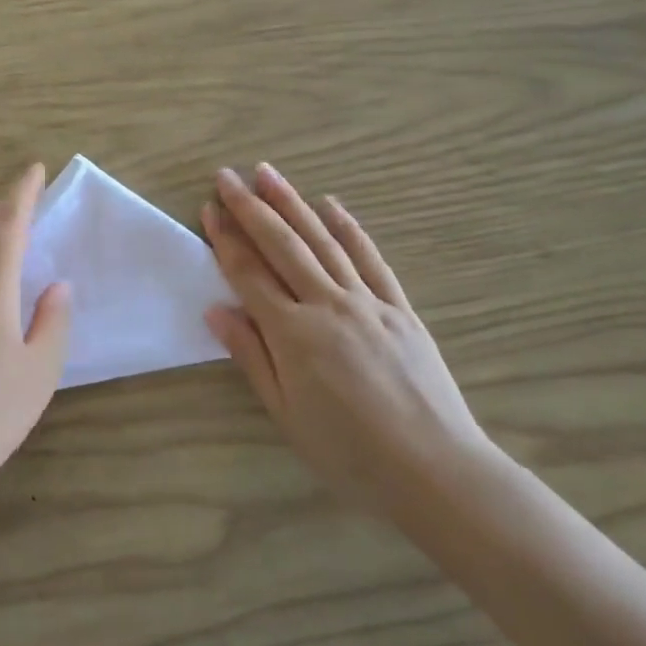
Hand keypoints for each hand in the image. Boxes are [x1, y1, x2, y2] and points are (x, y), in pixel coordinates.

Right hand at [201, 164, 491, 512]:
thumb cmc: (349, 453)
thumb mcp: (286, 413)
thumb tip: (216, 309)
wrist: (437, 472)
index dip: (226, 239)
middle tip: (227, 176)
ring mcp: (368, 302)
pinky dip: (349, 229)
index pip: (249, 274)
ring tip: (268, 174)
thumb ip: (251, 356)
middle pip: (282, 246)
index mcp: (294, 334)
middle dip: (251, 208)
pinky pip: (371, 259)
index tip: (209, 209)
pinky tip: (332, 206)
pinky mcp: (401, 309)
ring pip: (323, 241)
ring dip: (293, 204)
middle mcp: (328, 305)